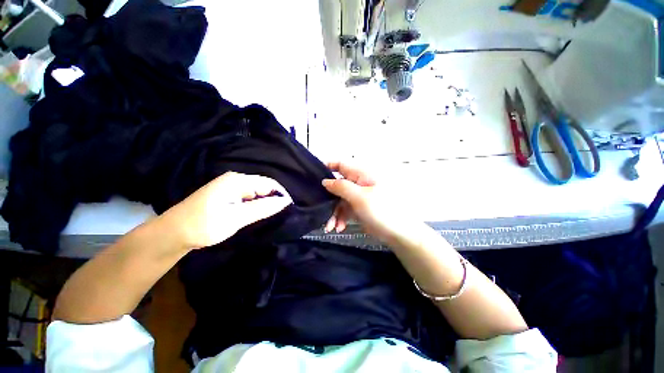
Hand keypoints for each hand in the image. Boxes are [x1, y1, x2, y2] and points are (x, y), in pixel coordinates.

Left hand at [161, 172, 291, 248]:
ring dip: (265, 203)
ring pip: (257, 193)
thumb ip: (262, 208)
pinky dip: (256, 205)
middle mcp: (235, 180)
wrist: (173, 233)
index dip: (281, 194)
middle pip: (263, 186)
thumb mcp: (236, 218)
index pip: (269, 183)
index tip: (290, 208)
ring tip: (274, 215)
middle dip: (274, 199)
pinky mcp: (227, 195)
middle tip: (283, 214)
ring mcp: (230, 187)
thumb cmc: (203, 225)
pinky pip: (249, 197)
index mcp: (237, 181)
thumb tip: (285, 202)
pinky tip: (259, 214)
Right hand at [322, 162, 417, 245]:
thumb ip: (341, 187)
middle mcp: (359, 183)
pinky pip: (345, 210)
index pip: (341, 165)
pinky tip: (339, 228)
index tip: (313, 176)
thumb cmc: (382, 210)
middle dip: (328, 199)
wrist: (399, 233)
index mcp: (362, 174)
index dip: (327, 167)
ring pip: (339, 200)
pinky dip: (340, 218)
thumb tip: (325, 181)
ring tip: (330, 227)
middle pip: (337, 185)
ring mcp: (358, 196)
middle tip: (320, 209)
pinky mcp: (359, 208)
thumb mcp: (360, 197)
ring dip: (333, 213)